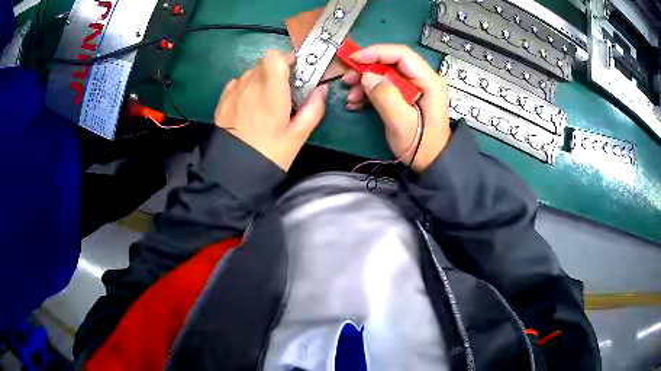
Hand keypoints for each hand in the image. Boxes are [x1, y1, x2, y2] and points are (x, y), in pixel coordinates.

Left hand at [214, 50, 327, 170]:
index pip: (274, 57)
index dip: (285, 59)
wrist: (233, 173)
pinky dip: (245, 87)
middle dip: (275, 70)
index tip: (294, 72)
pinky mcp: (222, 101)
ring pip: (250, 72)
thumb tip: (322, 89)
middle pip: (263, 62)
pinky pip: (236, 83)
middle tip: (282, 90)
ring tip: (264, 101)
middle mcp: (250, 86)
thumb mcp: (297, 136)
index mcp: (271, 92)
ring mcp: (233, 92)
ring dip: (260, 79)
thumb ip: (313, 109)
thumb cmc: (269, 155)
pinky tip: (248, 105)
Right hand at [342, 45, 450, 172]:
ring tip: (351, 97)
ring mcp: (414, 87)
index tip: (354, 59)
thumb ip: (386, 97)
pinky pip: (385, 86)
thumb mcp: (401, 123)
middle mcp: (423, 79)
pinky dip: (369, 92)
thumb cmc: (421, 145)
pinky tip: (356, 103)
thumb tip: (367, 76)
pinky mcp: (406, 96)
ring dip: (365, 82)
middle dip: (367, 69)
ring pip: (386, 74)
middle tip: (347, 80)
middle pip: (391, 63)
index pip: (402, 55)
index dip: (376, 53)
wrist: (431, 163)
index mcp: (429, 81)